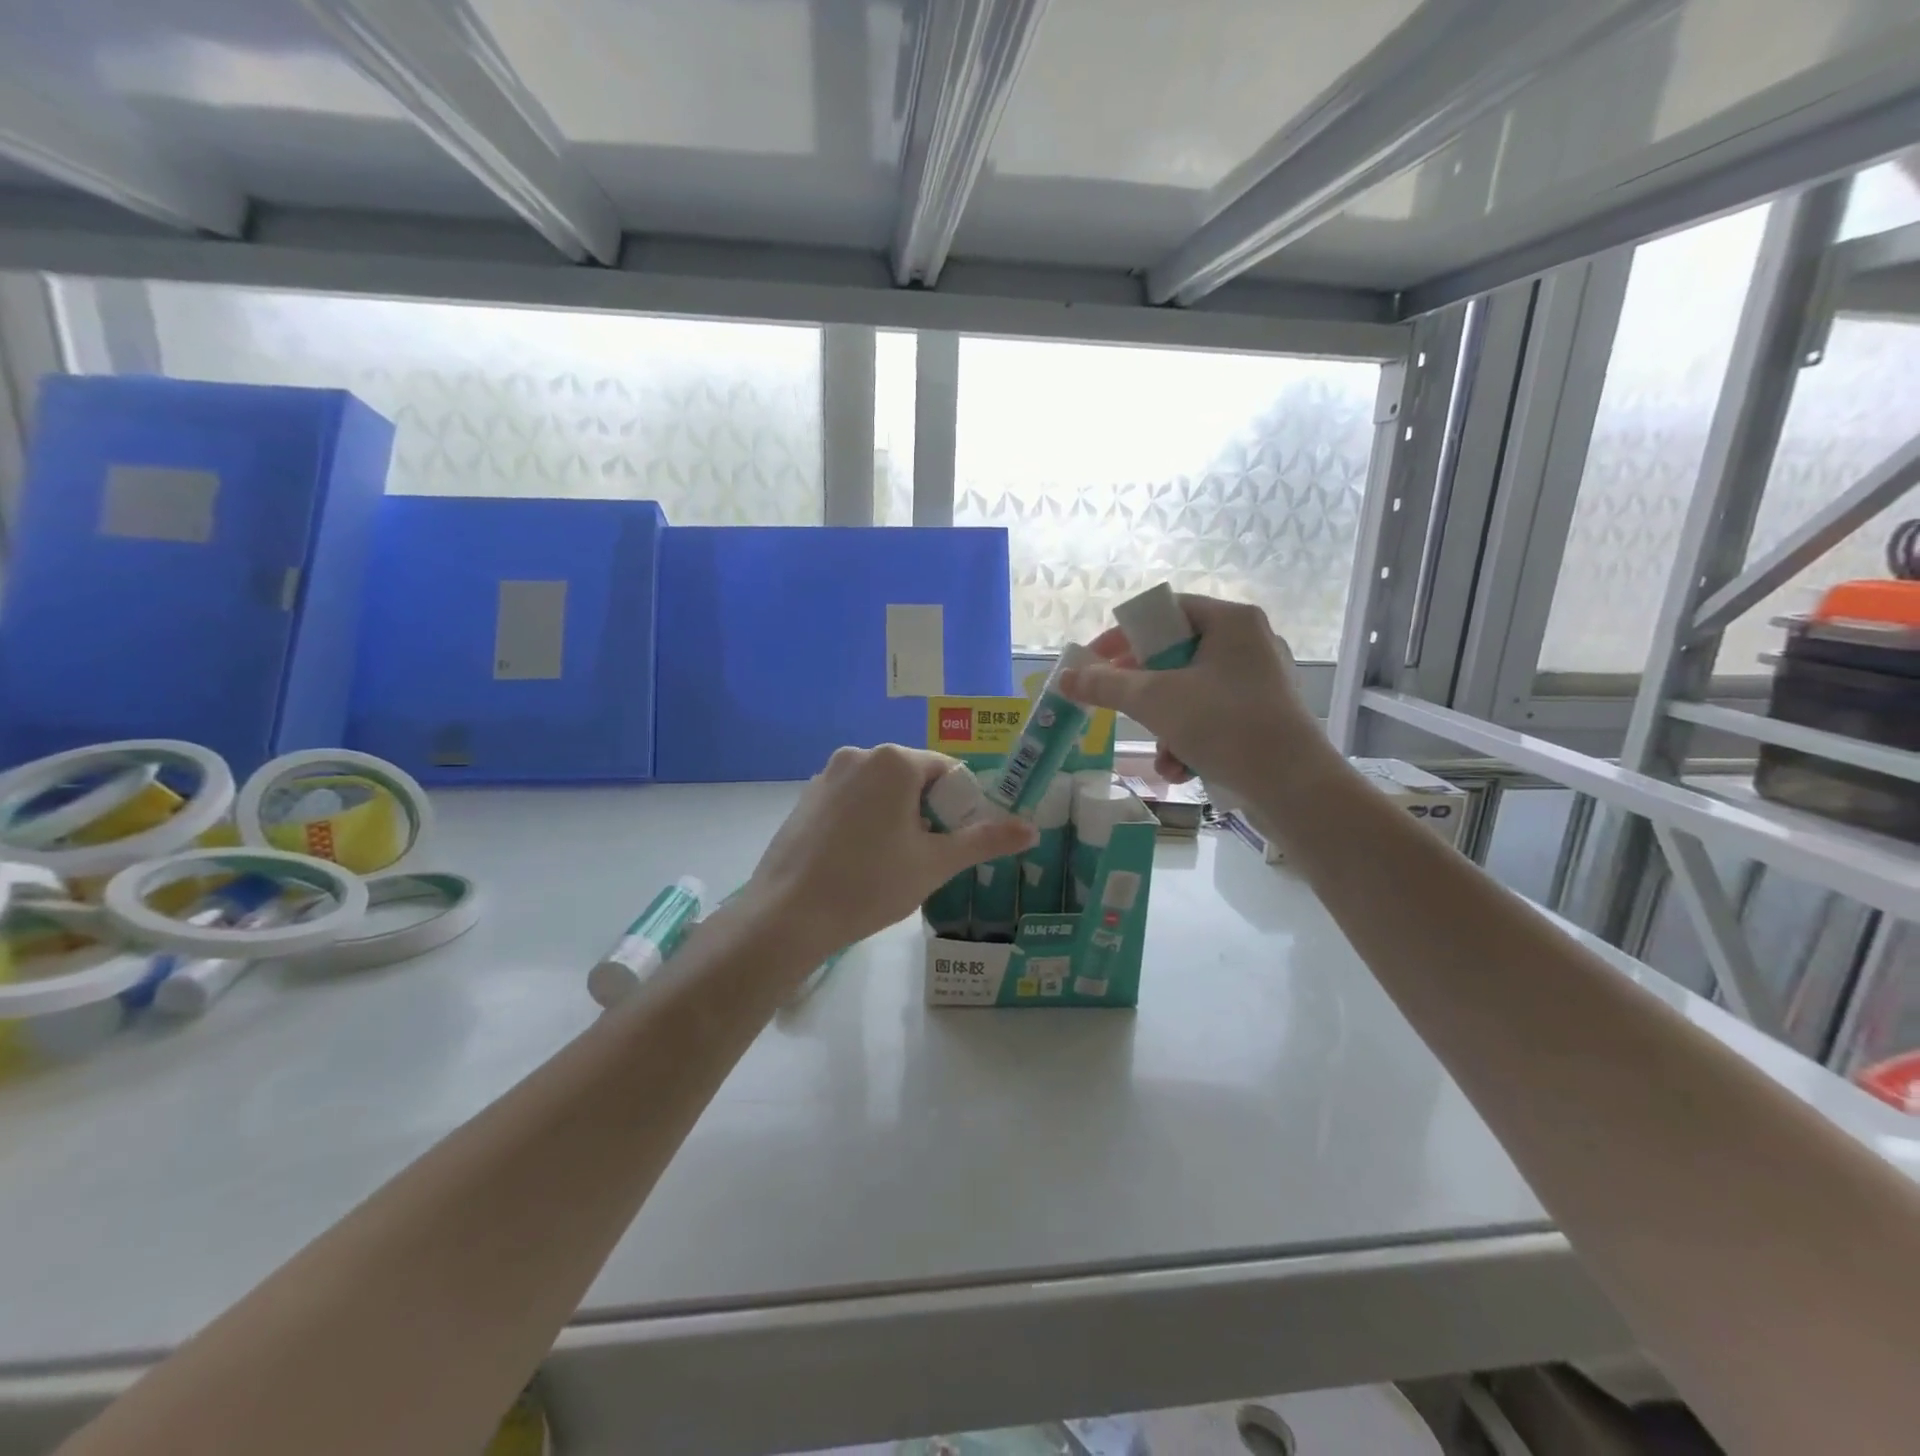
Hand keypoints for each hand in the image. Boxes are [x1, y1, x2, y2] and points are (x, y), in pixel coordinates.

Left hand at [743, 745, 1035, 962]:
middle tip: (927, 857)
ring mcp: (827, 775)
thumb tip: (1031, 829)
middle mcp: (859, 755)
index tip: (956, 842)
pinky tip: (858, 862)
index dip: (961, 806)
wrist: (788, 915)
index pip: (947, 771)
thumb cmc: (870, 884)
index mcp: (894, 761)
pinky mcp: (806, 798)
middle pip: (913, 778)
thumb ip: (985, 840)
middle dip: (928, 812)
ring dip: (897, 818)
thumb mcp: (935, 863)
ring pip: (881, 791)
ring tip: (892, 864)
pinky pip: (852, 801)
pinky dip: (865, 822)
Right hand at [1060, 593, 1336, 801]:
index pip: (1164, 612)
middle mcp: (1249, 643)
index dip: (1123, 635)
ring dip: (1164, 725)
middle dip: (1144, 692)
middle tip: (1118, 705)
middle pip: (1174, 655)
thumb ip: (1106, 685)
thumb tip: (1065, 678)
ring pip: (1190, 691)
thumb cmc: (1223, 724)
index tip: (1094, 661)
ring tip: (1162, 755)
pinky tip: (1182, 769)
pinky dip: (1190, 739)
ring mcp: (1260, 681)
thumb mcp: (1155, 700)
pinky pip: (1212, 716)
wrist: (1294, 786)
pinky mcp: (1264, 716)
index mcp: (1230, 621)